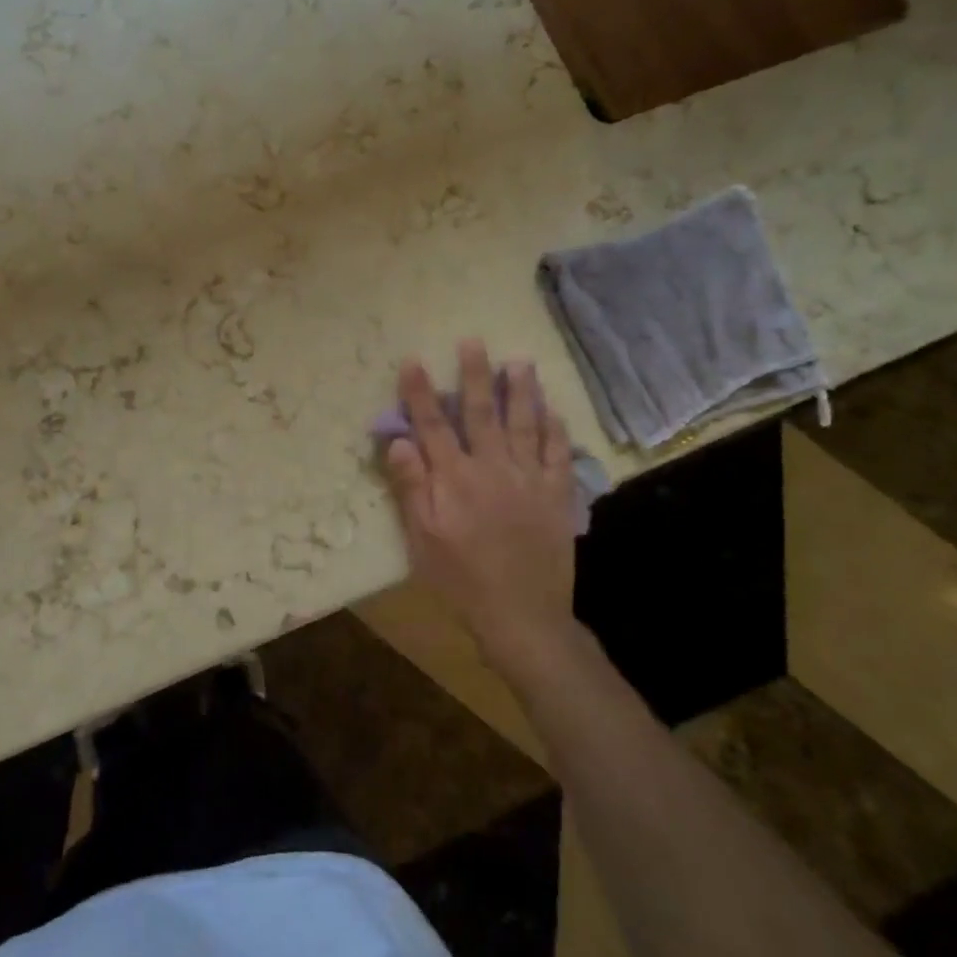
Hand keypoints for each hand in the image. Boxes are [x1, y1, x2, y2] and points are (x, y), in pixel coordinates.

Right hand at [382, 340, 581, 685]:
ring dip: (521, 390)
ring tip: (520, 361)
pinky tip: (552, 410)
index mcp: (454, 479)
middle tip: (473, 342)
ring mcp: (529, 480)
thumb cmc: (461, 580)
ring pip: (524, 424)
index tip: (414, 360)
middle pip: (481, 413)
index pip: (432, 426)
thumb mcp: (422, 540)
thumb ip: (412, 488)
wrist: (522, 615)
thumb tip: (399, 441)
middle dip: (475, 375)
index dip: (420, 392)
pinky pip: (557, 453)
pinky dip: (555, 429)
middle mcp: (492, 469)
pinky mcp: (556, 496)